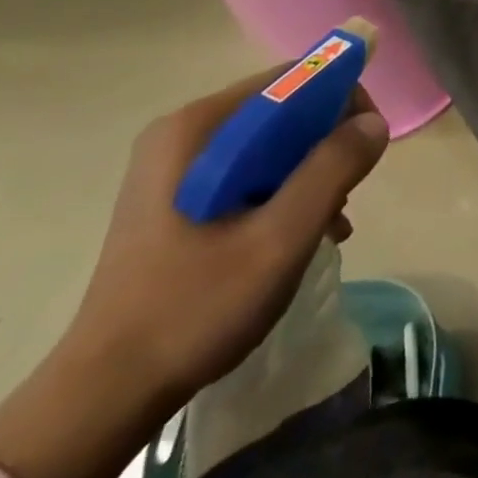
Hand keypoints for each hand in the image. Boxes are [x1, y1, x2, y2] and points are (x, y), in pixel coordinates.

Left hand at [0, 67, 388, 477]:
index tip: (367, 146)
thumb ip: (332, 168)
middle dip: (326, 146)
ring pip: (271, 143)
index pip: (295, 79)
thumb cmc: (194, 309)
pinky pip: (250, 170)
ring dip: (309, 174)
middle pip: (284, 110)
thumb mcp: (280, 238)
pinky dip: (282, 192)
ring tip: (327, 224)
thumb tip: (374, 122)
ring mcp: (176, 166)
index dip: (343, 102)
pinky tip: (297, 236)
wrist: (103, 397)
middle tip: (344, 197)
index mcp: (200, 127)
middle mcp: (184, 132)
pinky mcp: (176, 197)